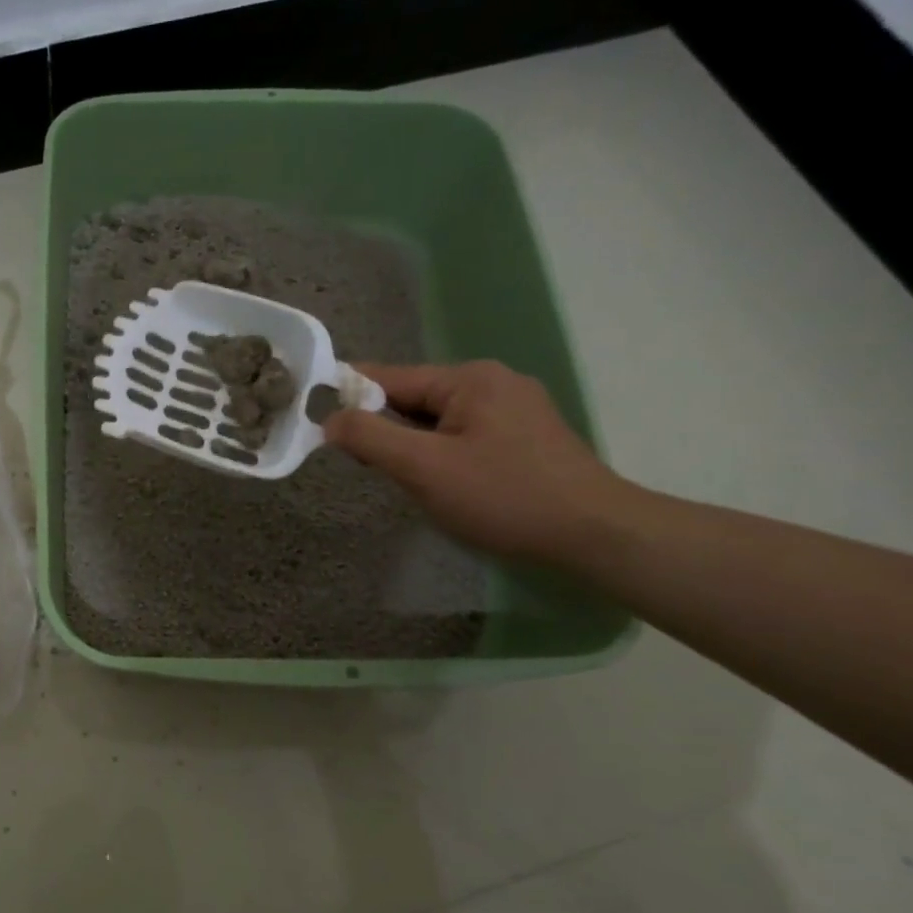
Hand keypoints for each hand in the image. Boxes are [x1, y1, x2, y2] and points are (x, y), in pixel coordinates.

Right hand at [324, 360, 639, 565]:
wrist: (595, 534)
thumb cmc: (503, 496)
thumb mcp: (424, 468)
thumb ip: (370, 438)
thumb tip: (330, 420)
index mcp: (469, 379)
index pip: (389, 377)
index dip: (350, 398)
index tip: (318, 422)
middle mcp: (494, 381)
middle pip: (415, 398)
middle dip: (385, 428)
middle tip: (366, 466)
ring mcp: (516, 408)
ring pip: (439, 419)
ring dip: (413, 444)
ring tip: (404, 478)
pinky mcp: (528, 436)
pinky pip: (465, 434)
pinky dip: (441, 452)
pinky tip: (443, 482)